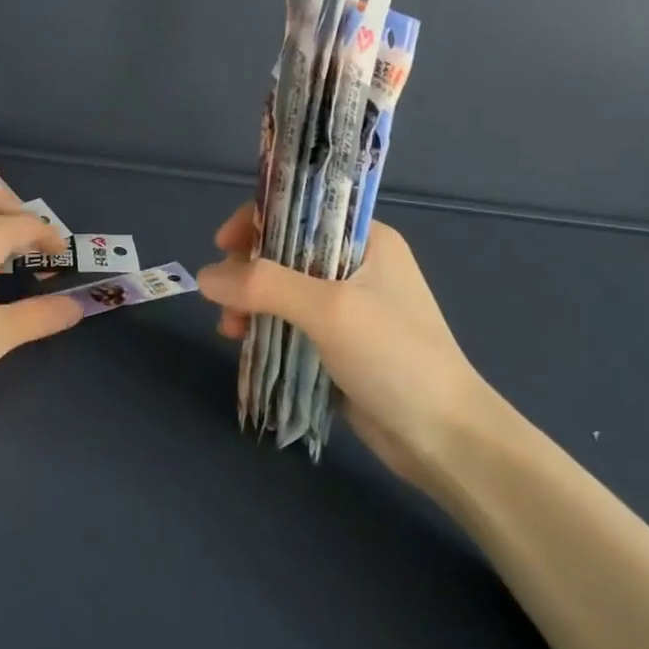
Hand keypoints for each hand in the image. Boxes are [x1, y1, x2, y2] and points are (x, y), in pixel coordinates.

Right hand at [197, 203, 503, 490]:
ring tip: (231, 332)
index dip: (256, 222)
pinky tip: (246, 346)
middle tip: (225, 303)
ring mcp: (349, 307)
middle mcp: (357, 265)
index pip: (301, 210)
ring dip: (252, 305)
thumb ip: (265, 286)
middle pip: (285, 252)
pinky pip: (290, 324)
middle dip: (248, 273)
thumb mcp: (329, 310)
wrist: (443, 438)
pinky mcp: (339, 345)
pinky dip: (266, 330)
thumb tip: (204, 276)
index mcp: (366, 240)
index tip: (222, 248)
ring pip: (283, 292)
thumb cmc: (394, 357)